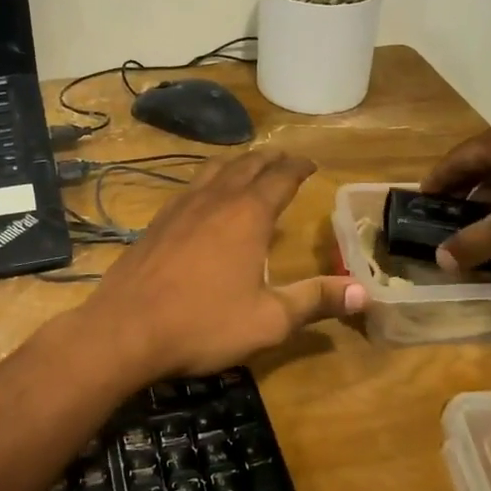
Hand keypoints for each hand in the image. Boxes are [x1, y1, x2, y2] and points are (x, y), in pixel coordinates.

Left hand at [79, 151, 365, 378]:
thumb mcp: (268, 320)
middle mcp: (216, 199)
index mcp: (248, 215)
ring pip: (214, 170)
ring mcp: (180, 207)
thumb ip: (315, 301)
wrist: (125, 330)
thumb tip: (365, 291)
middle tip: (284, 159)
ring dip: (237, 163)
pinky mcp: (156, 222)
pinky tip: (204, 197)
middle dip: (270, 159)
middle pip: (247, 165)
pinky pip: (190, 187)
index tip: (310, 164)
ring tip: (248, 166)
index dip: (298, 167)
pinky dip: (208, 180)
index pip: (281, 177)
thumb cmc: (203, 324)